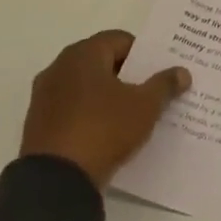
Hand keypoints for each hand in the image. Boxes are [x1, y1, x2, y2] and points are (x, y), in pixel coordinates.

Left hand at [21, 31, 190, 186]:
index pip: (120, 40)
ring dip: (109, 96)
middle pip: (102, 62)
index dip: (144, 53)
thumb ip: (164, 85)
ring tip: (134, 113)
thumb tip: (182, 72)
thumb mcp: (145, 106)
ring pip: (86, 87)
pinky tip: (110, 132)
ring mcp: (45, 96)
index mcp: (83, 54)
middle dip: (128, 75)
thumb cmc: (104, 128)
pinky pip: (73, 109)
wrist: (56, 180)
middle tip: (152, 90)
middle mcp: (58, 68)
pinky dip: (91, 114)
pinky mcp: (38, 124)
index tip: (160, 71)